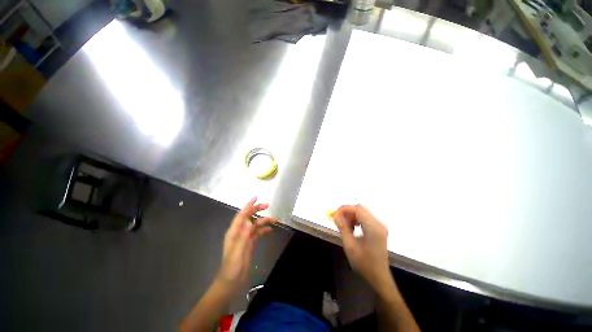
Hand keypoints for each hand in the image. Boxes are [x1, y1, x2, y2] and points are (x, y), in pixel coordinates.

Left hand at [215, 197, 276, 293]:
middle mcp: (239, 232)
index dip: (248, 206)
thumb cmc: (232, 268)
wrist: (231, 283)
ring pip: (255, 225)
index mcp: (234, 232)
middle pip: (249, 217)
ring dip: (264, 221)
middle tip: (267, 206)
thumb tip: (249, 221)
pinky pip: (257, 233)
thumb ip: (243, 236)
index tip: (256, 198)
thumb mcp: (237, 252)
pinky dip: (263, 230)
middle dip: (257, 210)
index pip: (241, 215)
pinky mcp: (249, 244)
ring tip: (275, 220)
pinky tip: (270, 229)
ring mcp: (245, 238)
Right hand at [332, 205, 391, 290]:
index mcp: (373, 227)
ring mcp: (380, 226)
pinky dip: (357, 220)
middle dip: (347, 212)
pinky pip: (366, 218)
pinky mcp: (379, 229)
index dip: (344, 209)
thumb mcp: (349, 245)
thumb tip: (335, 215)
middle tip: (338, 220)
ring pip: (362, 212)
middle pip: (360, 209)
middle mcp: (378, 223)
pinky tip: (352, 228)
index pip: (357, 209)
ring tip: (344, 226)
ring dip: (351, 216)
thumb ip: (342, 227)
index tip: (334, 215)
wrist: (378, 276)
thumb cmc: (363, 263)